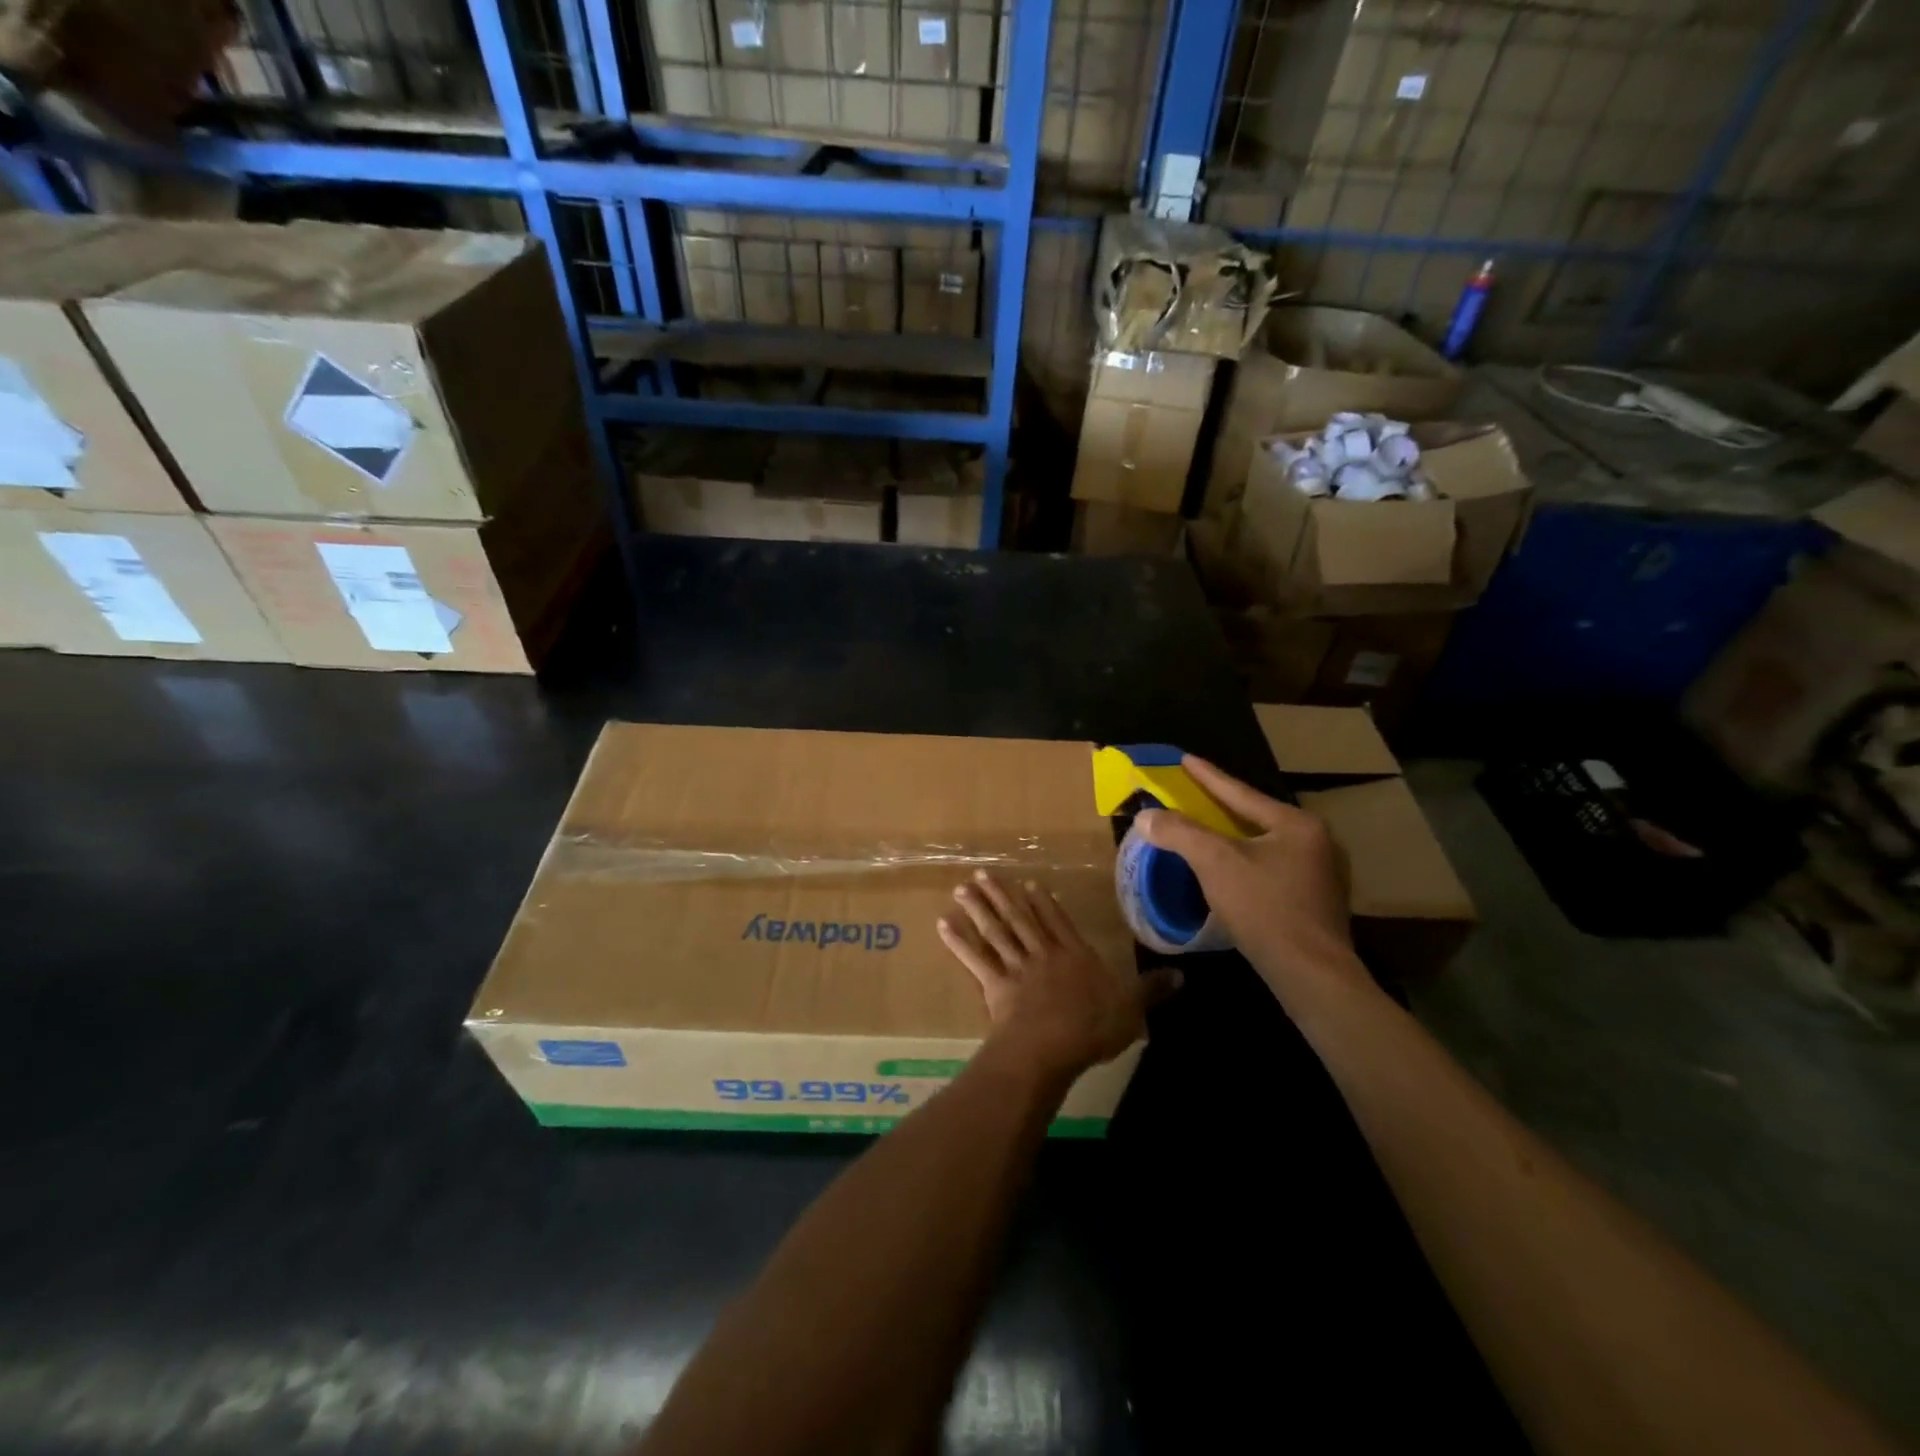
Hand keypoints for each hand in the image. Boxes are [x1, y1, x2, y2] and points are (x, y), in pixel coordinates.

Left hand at [939, 871, 1180, 1077]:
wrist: (1052, 1046)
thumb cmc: (1093, 1027)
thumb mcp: (1132, 1008)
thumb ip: (1153, 990)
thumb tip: (1184, 975)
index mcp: (1075, 955)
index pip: (1059, 922)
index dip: (1045, 903)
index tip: (1028, 883)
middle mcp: (1044, 954)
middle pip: (1021, 919)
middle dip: (1002, 896)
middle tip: (981, 875)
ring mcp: (1017, 967)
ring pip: (996, 931)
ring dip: (979, 909)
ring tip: (962, 889)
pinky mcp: (995, 985)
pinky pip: (975, 959)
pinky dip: (959, 942)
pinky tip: (944, 925)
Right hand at [1134, 757, 1370, 1010]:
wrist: (1311, 974)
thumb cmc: (1264, 908)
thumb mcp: (1215, 863)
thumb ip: (1179, 832)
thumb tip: (1146, 816)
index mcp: (1296, 824)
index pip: (1241, 793)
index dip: (1208, 776)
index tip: (1185, 758)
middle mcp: (1316, 841)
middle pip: (1256, 817)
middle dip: (1222, 807)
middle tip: (1194, 795)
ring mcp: (1322, 874)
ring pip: (1265, 845)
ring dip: (1234, 838)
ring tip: (1208, 831)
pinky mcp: (1317, 902)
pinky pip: (1273, 869)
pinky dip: (1247, 863)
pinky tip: (1232, 872)